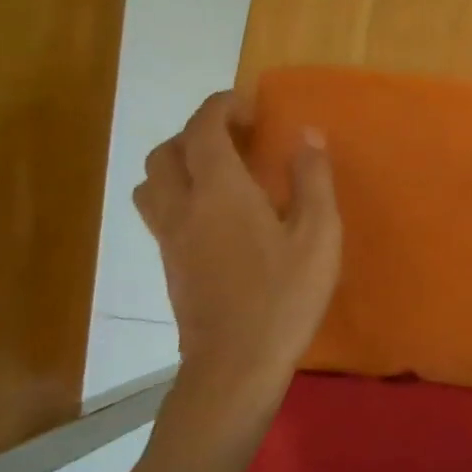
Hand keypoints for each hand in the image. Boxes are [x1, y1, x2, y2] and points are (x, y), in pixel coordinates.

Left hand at [133, 90, 341, 414]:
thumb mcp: (318, 235)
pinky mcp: (168, 264)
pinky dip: (180, 192)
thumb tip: (308, 135)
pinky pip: (160, 210)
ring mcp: (169, 238)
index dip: (221, 106)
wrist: (234, 366)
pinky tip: (217, 213)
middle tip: (237, 137)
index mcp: (220, 192)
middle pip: (167, 151)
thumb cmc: (284, 296)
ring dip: (180, 161)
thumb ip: (313, 179)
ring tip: (220, 170)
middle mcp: (184, 207)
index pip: (203, 128)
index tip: (249, 104)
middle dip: (197, 131)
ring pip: (153, 181)